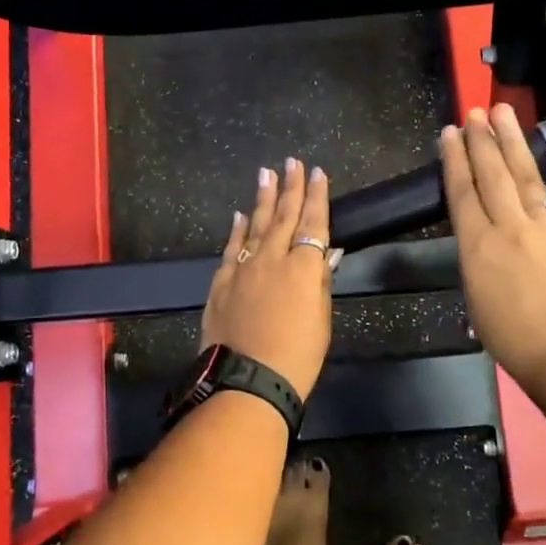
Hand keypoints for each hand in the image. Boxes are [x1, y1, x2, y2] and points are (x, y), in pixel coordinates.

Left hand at [201, 158, 339, 399]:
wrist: (247, 382)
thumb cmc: (297, 357)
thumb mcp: (321, 321)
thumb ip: (320, 282)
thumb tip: (325, 253)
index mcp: (303, 268)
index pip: (314, 222)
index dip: (317, 196)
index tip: (318, 173)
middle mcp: (272, 258)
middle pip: (284, 215)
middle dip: (290, 186)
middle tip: (292, 162)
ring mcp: (243, 268)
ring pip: (256, 225)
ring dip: (263, 199)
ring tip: (266, 174)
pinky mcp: (221, 283)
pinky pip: (231, 249)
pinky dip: (238, 230)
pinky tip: (241, 215)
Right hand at [440, 105, 545, 411]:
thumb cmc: (512, 341)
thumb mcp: (476, 299)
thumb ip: (476, 259)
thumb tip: (480, 236)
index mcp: (478, 247)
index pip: (462, 192)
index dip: (455, 160)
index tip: (450, 133)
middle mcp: (510, 228)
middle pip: (493, 175)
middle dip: (482, 140)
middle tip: (475, 111)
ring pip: (526, 175)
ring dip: (514, 141)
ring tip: (503, 112)